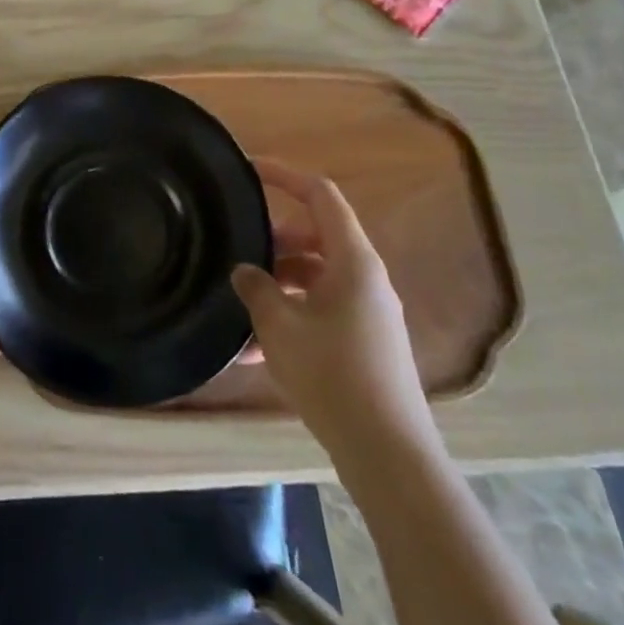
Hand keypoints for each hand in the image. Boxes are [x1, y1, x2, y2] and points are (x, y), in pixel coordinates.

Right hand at [231, 160, 432, 457]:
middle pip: (315, 237)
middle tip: (236, 249)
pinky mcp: (366, 342)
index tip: (247, 170)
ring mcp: (369, 312)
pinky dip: (291, 316)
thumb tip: (245, 271)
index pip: (320, 195)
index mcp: (353, 260)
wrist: (388, 454)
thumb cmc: (332, 375)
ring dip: (277, 284)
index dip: (284, 175)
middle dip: (272, 240)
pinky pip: (322, 311)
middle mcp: (366, 278)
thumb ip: (256, 287)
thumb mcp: (279, 325)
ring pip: (315, 277)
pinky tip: (254, 350)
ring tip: (238, 306)